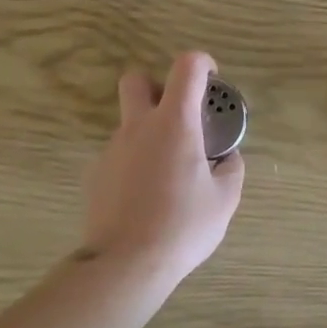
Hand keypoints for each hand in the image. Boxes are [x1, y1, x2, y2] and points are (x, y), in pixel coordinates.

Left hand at [82, 51, 244, 278]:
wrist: (125, 264)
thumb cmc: (183, 226)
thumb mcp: (225, 199)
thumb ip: (230, 168)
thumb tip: (226, 157)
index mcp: (174, 123)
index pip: (186, 66)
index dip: (202, 63)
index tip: (212, 81)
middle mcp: (138, 126)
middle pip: (136, 80)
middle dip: (158, 86)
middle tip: (178, 116)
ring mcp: (112, 149)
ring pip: (129, 122)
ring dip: (149, 132)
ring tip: (168, 173)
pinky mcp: (96, 173)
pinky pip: (119, 154)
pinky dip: (134, 162)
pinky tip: (145, 197)